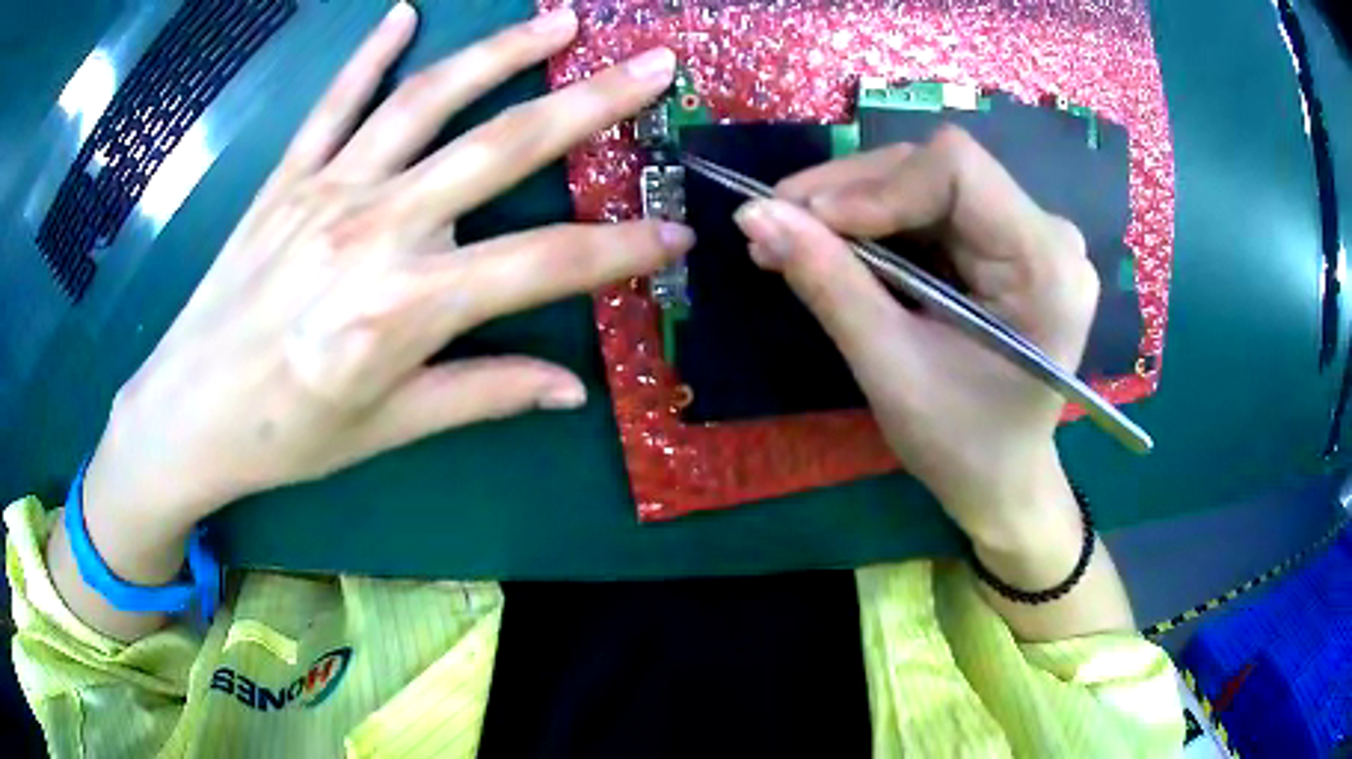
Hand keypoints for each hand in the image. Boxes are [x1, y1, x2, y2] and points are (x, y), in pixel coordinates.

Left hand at [83, 6, 689, 546]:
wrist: (187, 414)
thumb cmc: (285, 436)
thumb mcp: (387, 429)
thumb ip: (481, 395)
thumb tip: (567, 389)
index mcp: (406, 308)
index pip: (544, 265)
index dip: (621, 251)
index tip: (676, 235)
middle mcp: (375, 230)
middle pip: (501, 149)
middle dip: (590, 104)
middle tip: (652, 67)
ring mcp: (327, 190)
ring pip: (426, 102)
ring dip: (499, 53)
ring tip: (559, 21)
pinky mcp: (286, 178)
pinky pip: (334, 103)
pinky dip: (370, 54)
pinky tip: (404, 14)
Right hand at [733, 128, 1098, 545]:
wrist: (1002, 481)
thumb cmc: (962, 446)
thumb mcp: (890, 369)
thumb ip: (828, 283)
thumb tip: (753, 215)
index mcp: (1046, 266)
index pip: (958, 169)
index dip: (877, 184)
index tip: (807, 220)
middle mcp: (1048, 236)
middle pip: (939, 170)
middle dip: (852, 193)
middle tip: (776, 223)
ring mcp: (1030, 237)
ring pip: (927, 184)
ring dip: (854, 207)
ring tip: (791, 237)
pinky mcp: (1007, 246)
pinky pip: (932, 212)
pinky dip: (877, 226)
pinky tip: (834, 248)